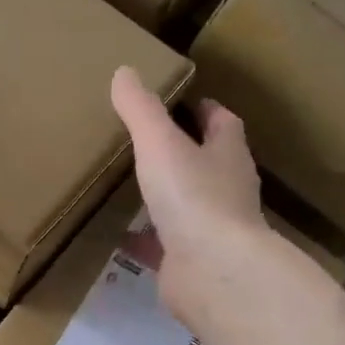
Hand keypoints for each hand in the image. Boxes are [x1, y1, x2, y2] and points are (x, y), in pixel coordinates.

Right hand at [110, 67, 270, 324]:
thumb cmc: (194, 198)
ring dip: (165, 197)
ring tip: (131, 186)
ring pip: (186, 206)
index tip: (190, 101)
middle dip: (185, 153)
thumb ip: (141, 111)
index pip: (223, 125)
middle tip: (152, 141)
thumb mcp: (160, 144)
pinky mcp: (189, 262)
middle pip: (208, 164)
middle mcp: (225, 191)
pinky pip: (162, 245)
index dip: (208, 112)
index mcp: (226, 157)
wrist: (214, 273)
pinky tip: (117, 235)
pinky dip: (143, 239)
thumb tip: (124, 71)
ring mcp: (210, 230)